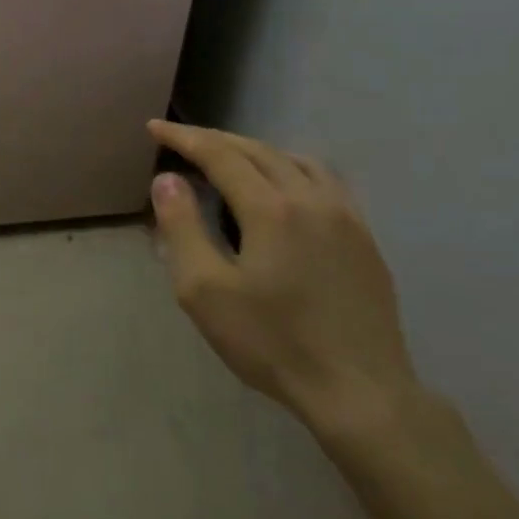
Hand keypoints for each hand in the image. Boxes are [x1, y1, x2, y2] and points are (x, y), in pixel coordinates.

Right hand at [146, 120, 418, 433]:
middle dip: (216, 140)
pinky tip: (283, 189)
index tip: (155, 127)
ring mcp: (346, 217)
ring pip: (296, 161)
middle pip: (258, 151)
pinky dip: (291, 168)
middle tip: (182, 139)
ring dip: (256, 151)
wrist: (359, 390)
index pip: (220, 155)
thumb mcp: (204, 291)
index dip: (184, 137)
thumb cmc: (271, 342)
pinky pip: (324, 181)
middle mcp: (311, 198)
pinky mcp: (364, 238)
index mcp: (271, 208)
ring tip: (229, 160)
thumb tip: (167, 180)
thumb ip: (182, 228)